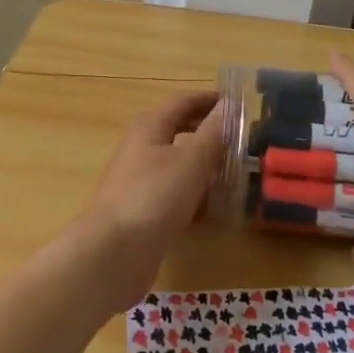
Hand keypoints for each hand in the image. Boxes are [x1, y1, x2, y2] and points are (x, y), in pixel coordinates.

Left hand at [70, 90, 224, 312]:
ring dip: (204, 166)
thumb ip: (212, 132)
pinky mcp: (142, 212)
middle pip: (177, 132)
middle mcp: (140, 148)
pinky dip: (194, 195)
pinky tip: (215, 209)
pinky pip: (174, 195)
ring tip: (236, 173)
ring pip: (177, 165)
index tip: (236, 103)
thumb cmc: (154, 195)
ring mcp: (139, 182)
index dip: (208, 100)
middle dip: (207, 133)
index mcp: (149, 127)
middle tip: (240, 138)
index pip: (182, 102)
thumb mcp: (191, 160)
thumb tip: (229, 105)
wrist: (114, 252)